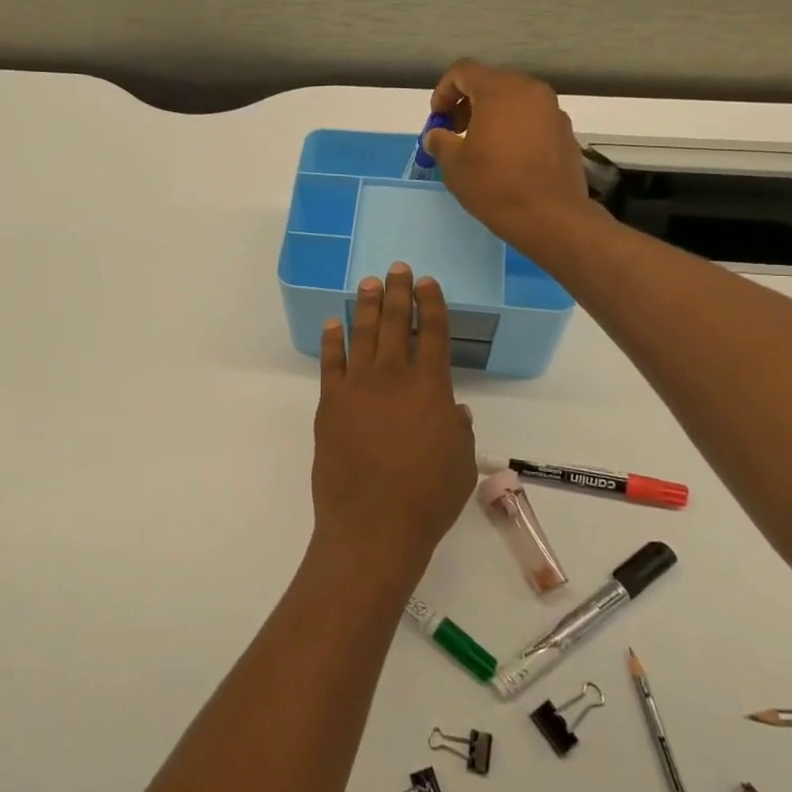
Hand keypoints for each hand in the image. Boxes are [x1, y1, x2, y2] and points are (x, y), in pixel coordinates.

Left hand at [310, 263, 476, 585]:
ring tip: (368, 283)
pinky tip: (334, 323)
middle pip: (394, 323)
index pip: (432, 332)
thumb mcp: (461, 462)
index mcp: (430, 386)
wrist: (373, 523)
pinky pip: (330, 363)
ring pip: (362, 335)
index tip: (427, 282)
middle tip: (396, 268)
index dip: (430, 303)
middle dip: (397, 292)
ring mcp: (356, 387)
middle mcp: (392, 376)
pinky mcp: (329, 404)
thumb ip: (459, 428)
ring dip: (366, 306)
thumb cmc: (428, 497)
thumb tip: (452, 408)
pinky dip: (332, 340)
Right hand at [423, 60, 594, 254]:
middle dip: (467, 104)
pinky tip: (508, 159)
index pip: (463, 71)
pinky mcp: (565, 131)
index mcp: (500, 90)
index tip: (438, 120)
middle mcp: (530, 90)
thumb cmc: (495, 186)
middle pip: (490, 83)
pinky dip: (514, 128)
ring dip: (491, 116)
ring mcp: (552, 110)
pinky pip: (532, 119)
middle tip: (455, 134)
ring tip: (481, 148)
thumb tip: (436, 135)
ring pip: (513, 101)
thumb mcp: (454, 165)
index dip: (443, 92)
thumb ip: (440, 141)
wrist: (551, 217)